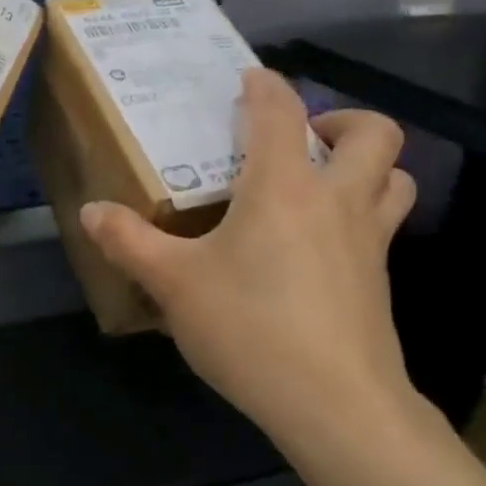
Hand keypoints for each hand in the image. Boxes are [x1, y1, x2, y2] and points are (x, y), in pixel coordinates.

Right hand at [79, 69, 419, 450]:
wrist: (334, 404)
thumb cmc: (249, 327)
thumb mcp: (173, 283)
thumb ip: (128, 241)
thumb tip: (90, 211)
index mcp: (284, 187)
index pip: (281, 112)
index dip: (264, 87)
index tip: (247, 81)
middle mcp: (337, 201)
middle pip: (373, 135)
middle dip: (340, 120)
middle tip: (300, 138)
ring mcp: (369, 242)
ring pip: (394, 178)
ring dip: (366, 166)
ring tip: (320, 183)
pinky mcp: (379, 282)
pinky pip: (383, 226)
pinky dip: (359, 214)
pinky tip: (315, 248)